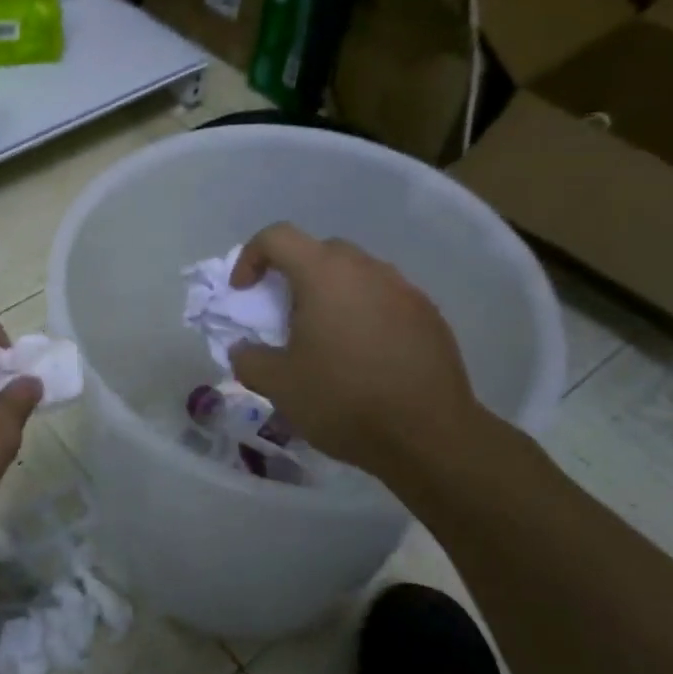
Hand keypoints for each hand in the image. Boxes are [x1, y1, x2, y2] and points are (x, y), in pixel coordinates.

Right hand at [227, 224, 487, 490]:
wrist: (428, 436)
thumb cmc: (343, 399)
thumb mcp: (278, 385)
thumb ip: (248, 359)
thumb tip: (243, 349)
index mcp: (324, 274)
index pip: (277, 236)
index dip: (250, 257)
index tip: (243, 293)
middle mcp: (367, 269)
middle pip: (320, 251)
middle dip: (293, 275)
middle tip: (284, 315)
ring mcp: (404, 290)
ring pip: (356, 275)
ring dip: (332, 294)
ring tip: (325, 338)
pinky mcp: (429, 316)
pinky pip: (385, 299)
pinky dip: (364, 314)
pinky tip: (363, 356)